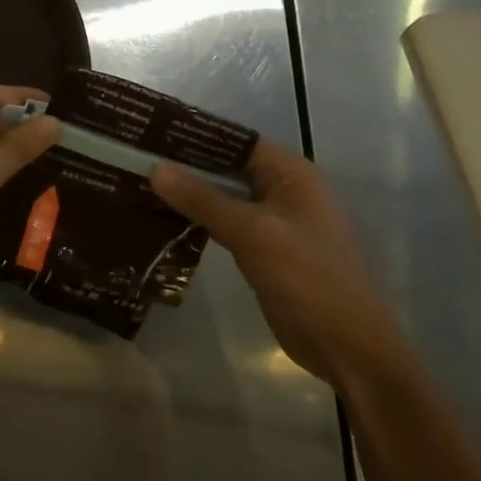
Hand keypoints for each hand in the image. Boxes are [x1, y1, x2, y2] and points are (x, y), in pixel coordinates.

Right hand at [151, 140, 404, 388]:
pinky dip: (197, 218)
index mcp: (291, 173)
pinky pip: (224, 222)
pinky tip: (161, 217)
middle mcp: (282, 189)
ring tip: (137, 183)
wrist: (346, 347)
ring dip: (187, 192)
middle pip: (226, 166)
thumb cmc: (308, 279)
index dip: (193, 135)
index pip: (234, 140)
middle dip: (184, 164)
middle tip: (134, 158)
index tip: (148, 132)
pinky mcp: (262, 248)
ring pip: (222, 195)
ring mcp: (273, 220)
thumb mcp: (254, 234)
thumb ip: (203, 199)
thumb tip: (155, 168)